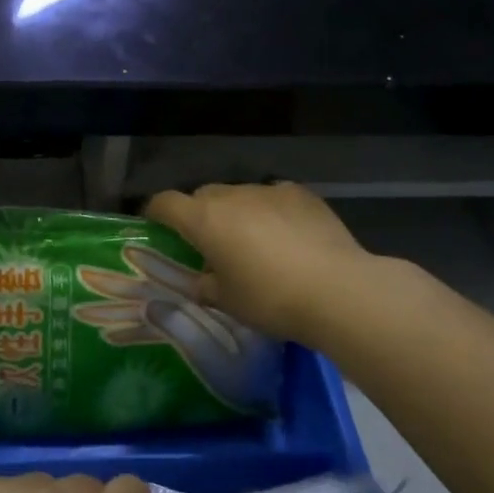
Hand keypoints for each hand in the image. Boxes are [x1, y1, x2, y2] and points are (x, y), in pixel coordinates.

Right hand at [145, 182, 385, 341]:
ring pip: (240, 195)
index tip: (158, 228)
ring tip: (255, 242)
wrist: (337, 290)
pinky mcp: (301, 194)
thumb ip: (207, 285)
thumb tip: (204, 280)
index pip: (165, 202)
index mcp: (204, 219)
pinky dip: (271, 211)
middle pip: (203, 196)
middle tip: (211, 244)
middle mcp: (231, 196)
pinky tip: (288, 236)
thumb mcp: (228, 302)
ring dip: (238, 213)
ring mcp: (268, 190)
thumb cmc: (271, 299)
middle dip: (201, 215)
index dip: (156, 213)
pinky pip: (274, 197)